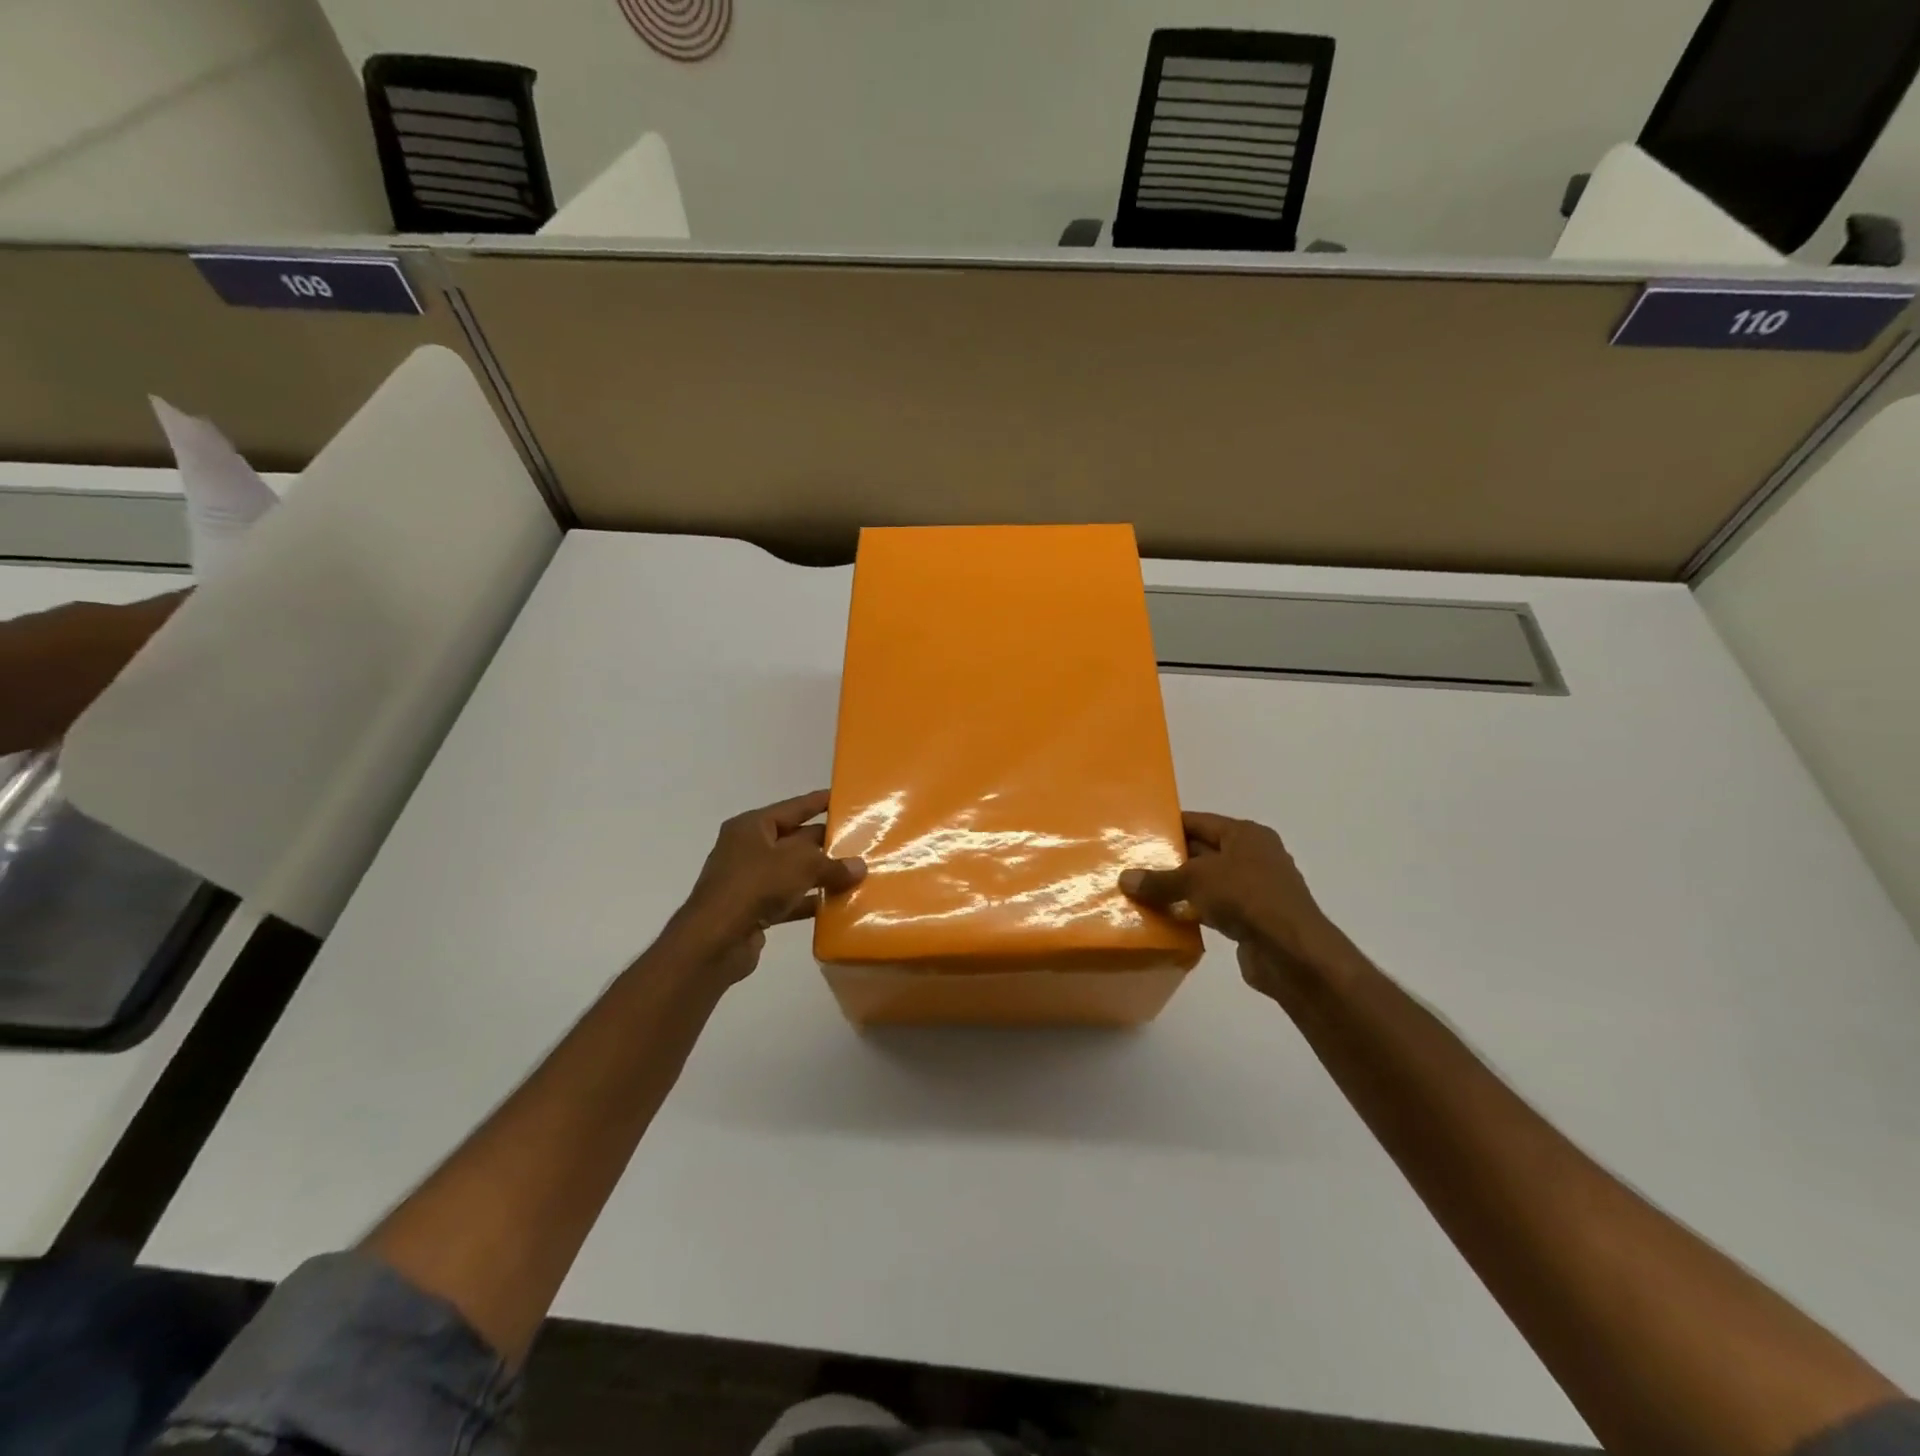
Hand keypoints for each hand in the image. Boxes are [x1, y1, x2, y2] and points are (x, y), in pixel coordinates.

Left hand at [667, 790, 865, 985]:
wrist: (714, 940)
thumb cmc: (755, 885)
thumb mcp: (800, 865)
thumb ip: (832, 865)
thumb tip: (860, 867)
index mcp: (752, 827)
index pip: (793, 807)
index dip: (818, 802)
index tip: (843, 798)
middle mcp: (748, 849)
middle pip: (795, 840)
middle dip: (825, 843)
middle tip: (861, 841)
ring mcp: (749, 881)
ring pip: (793, 872)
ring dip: (821, 875)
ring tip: (857, 874)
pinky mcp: (753, 909)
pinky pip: (789, 899)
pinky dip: (810, 901)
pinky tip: (837, 906)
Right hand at [1120, 812, 1349, 998]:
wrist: (1292, 951)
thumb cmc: (1246, 897)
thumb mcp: (1195, 880)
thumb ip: (1159, 880)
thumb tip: (1124, 879)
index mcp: (1245, 834)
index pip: (1199, 821)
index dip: (1170, 826)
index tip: (1139, 833)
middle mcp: (1254, 856)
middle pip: (1203, 851)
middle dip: (1171, 859)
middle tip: (1134, 864)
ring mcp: (1256, 889)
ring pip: (1209, 882)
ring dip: (1181, 889)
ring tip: (1144, 892)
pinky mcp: (1253, 919)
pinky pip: (1216, 908)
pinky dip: (1195, 911)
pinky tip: (1169, 919)